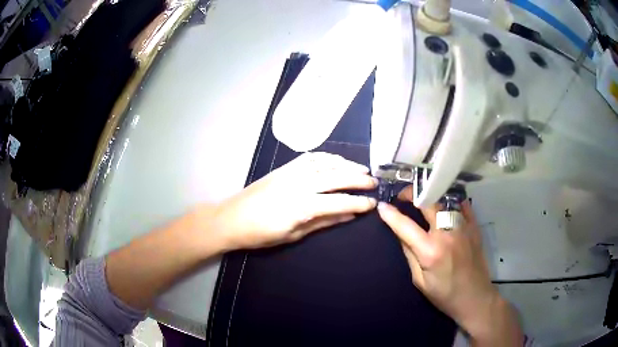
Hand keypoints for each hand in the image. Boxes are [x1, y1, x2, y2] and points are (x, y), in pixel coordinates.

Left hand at [210, 152, 376, 250]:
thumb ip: (323, 222)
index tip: (373, 203)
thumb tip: (349, 215)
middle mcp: (299, 184)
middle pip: (336, 177)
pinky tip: (336, 160)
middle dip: (358, 178)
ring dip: (345, 164)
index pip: (339, 201)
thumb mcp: (294, 234)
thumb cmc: (261, 234)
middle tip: (374, 181)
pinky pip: (310, 158)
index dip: (359, 202)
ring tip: (361, 168)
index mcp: (302, 206)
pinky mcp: (283, 168)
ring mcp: (291, 172)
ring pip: (325, 163)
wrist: (230, 219)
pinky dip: (327, 157)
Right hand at [377, 187, 522, 345]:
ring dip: (431, 195)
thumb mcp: (420, 281)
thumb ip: (409, 254)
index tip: (382, 206)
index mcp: (430, 251)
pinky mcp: (474, 227)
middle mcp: (447, 233)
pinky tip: (445, 202)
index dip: (390, 214)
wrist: (475, 298)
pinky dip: (451, 200)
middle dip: (411, 194)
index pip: (405, 226)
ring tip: (422, 197)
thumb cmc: (445, 294)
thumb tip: (400, 233)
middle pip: (427, 202)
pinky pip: (462, 204)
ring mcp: (463, 227)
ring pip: (445, 199)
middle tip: (402, 196)